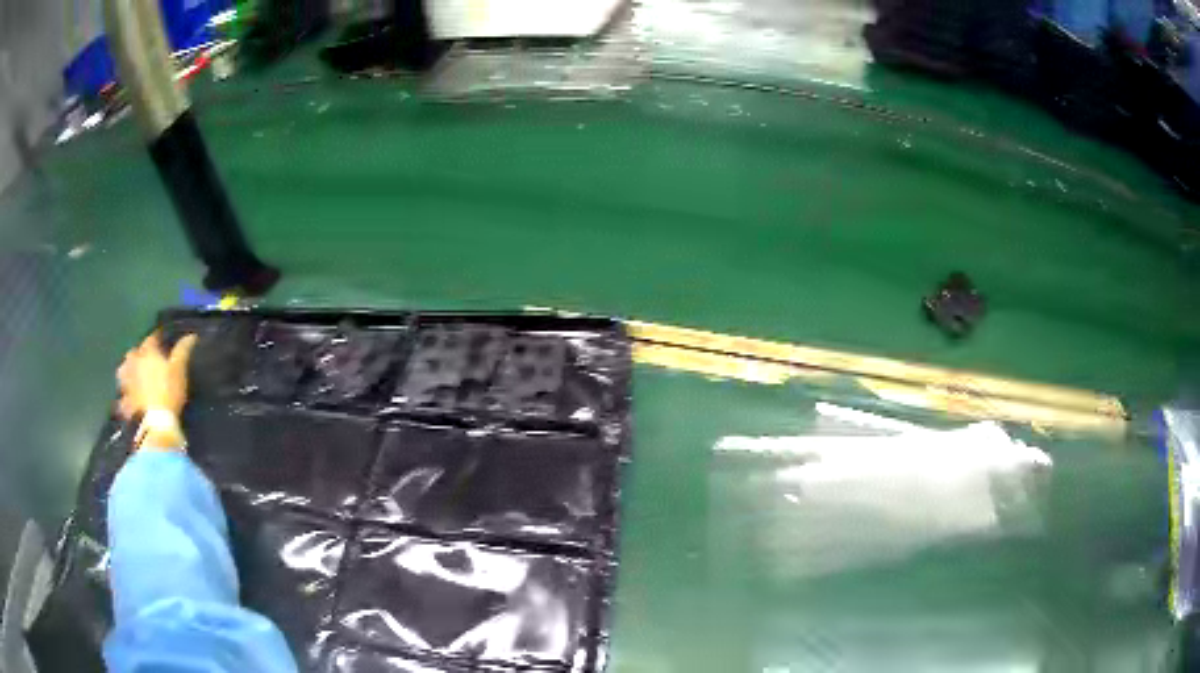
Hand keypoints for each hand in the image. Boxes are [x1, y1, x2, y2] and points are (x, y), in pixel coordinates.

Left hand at [117, 332, 197, 419]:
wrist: (156, 422)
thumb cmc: (169, 391)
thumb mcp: (179, 370)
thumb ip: (183, 351)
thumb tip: (191, 335)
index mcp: (147, 353)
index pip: (151, 339)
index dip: (157, 338)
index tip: (161, 339)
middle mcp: (133, 364)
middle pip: (133, 353)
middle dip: (137, 354)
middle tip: (144, 359)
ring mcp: (127, 383)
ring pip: (122, 372)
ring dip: (126, 371)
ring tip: (131, 375)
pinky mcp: (125, 402)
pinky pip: (123, 397)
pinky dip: (125, 396)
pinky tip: (128, 400)